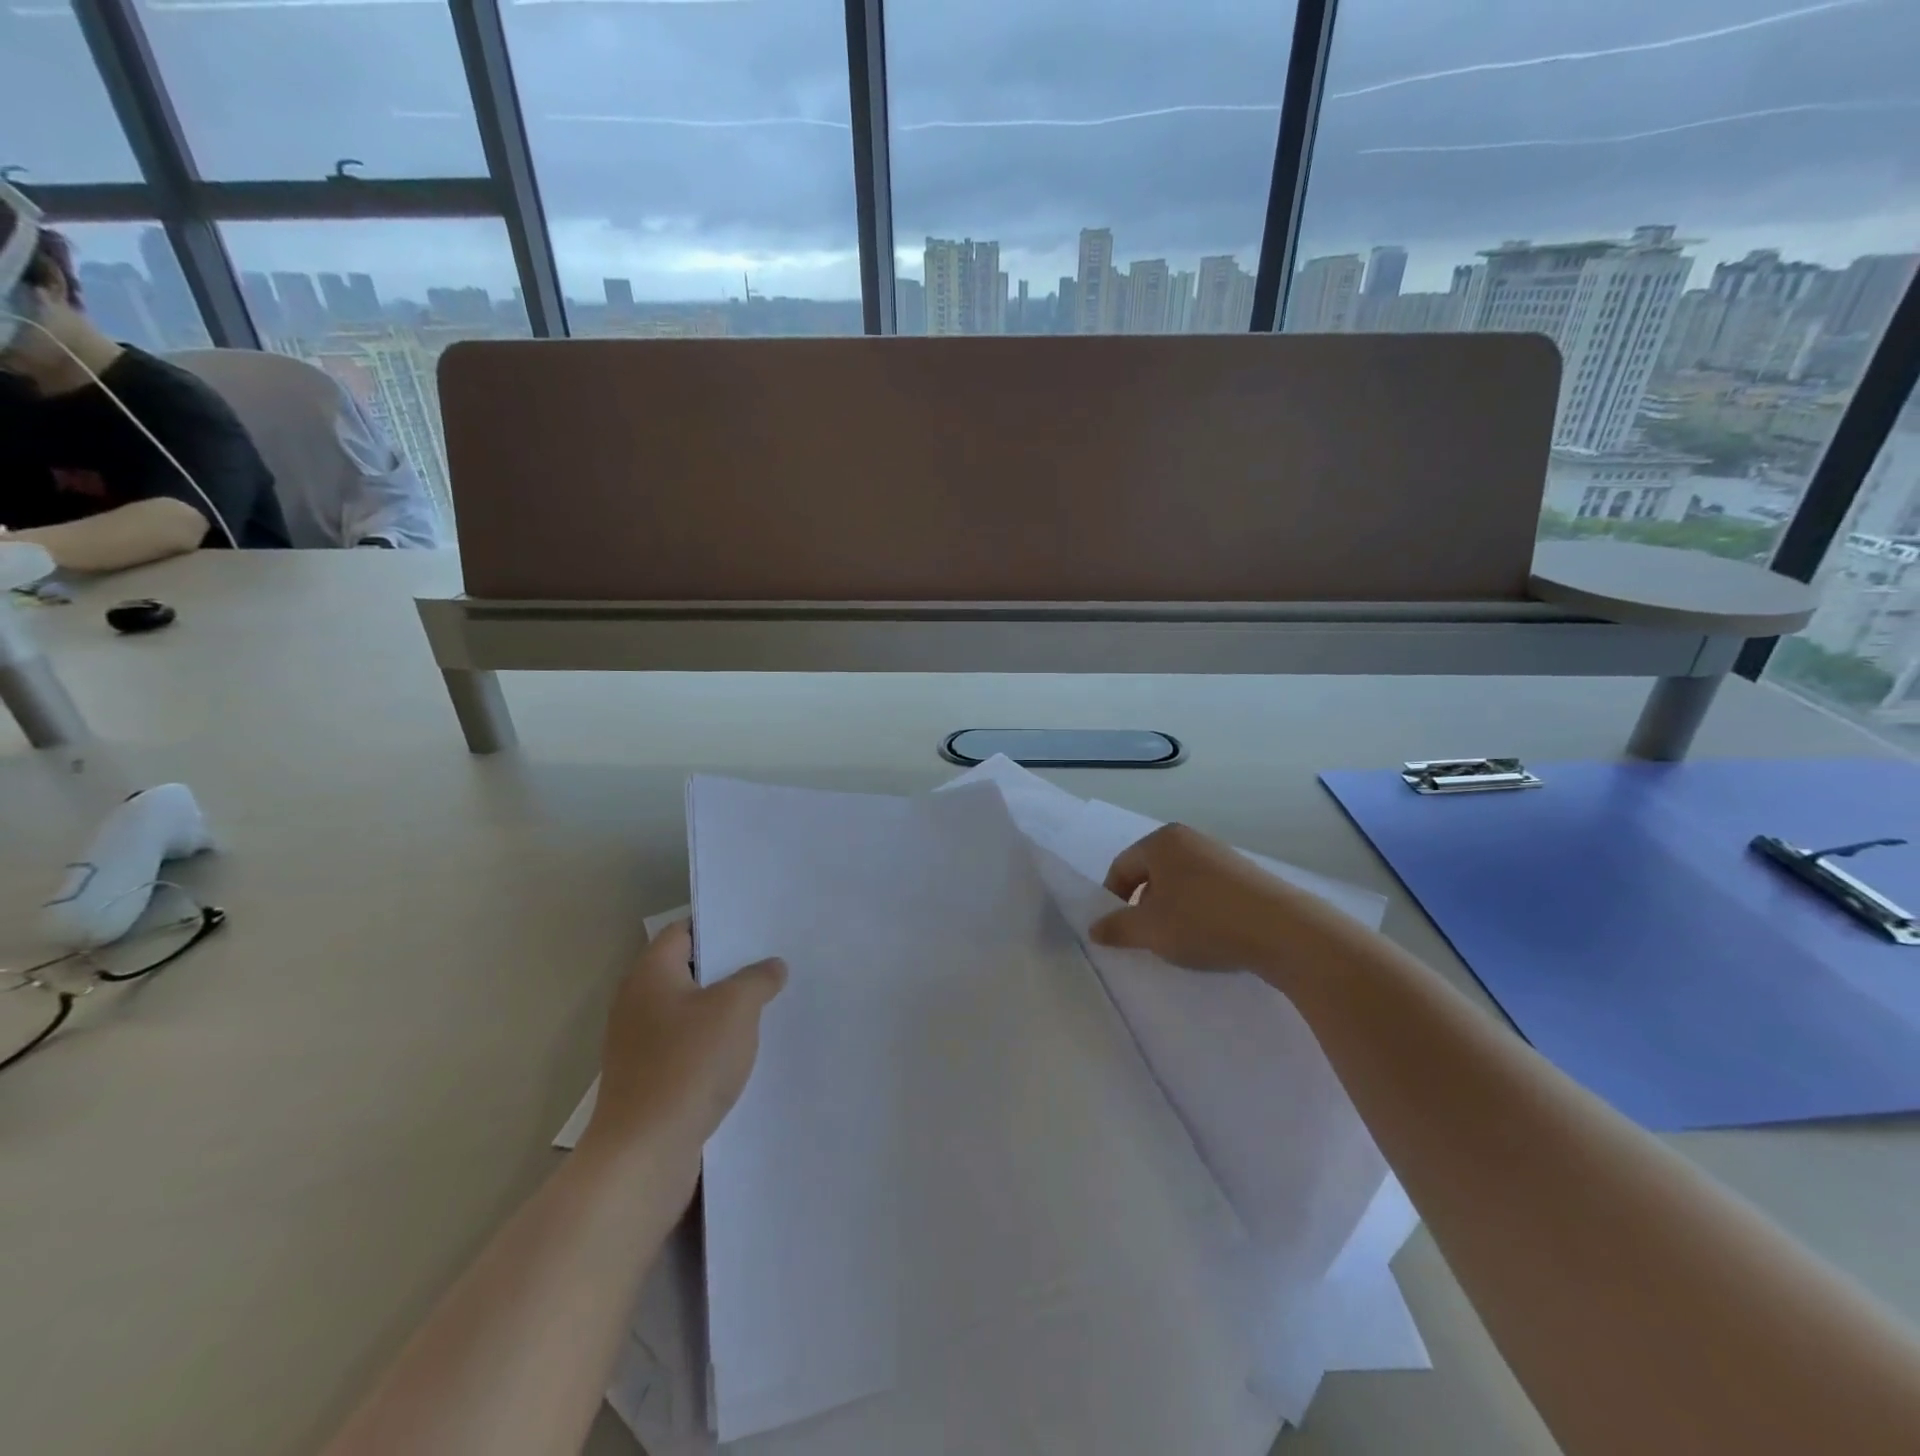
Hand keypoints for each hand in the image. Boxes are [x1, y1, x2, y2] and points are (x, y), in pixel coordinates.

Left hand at [582, 920, 786, 1158]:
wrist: (643, 1154)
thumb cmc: (687, 1065)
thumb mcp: (735, 1009)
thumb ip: (757, 979)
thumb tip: (772, 966)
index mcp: (650, 974)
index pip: (684, 931)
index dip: (719, 925)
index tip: (757, 927)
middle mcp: (638, 1002)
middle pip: (688, 970)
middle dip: (729, 967)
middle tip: (772, 962)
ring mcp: (640, 1043)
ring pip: (690, 1010)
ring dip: (724, 1008)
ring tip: (768, 1003)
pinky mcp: (649, 1077)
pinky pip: (687, 1045)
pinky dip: (713, 1042)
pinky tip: (745, 1050)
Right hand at [1090, 823, 1351, 975]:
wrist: (1284, 931)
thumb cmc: (1203, 921)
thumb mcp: (1150, 930)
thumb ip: (1117, 928)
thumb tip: (1094, 929)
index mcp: (1161, 841)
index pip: (1121, 867)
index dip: (1112, 900)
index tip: (1117, 931)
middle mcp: (1190, 839)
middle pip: (1151, 873)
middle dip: (1143, 906)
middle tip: (1147, 938)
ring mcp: (1221, 856)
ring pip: (1180, 884)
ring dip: (1172, 912)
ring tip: (1180, 942)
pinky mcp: (1246, 877)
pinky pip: (1207, 892)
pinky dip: (1199, 913)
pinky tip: (1210, 938)